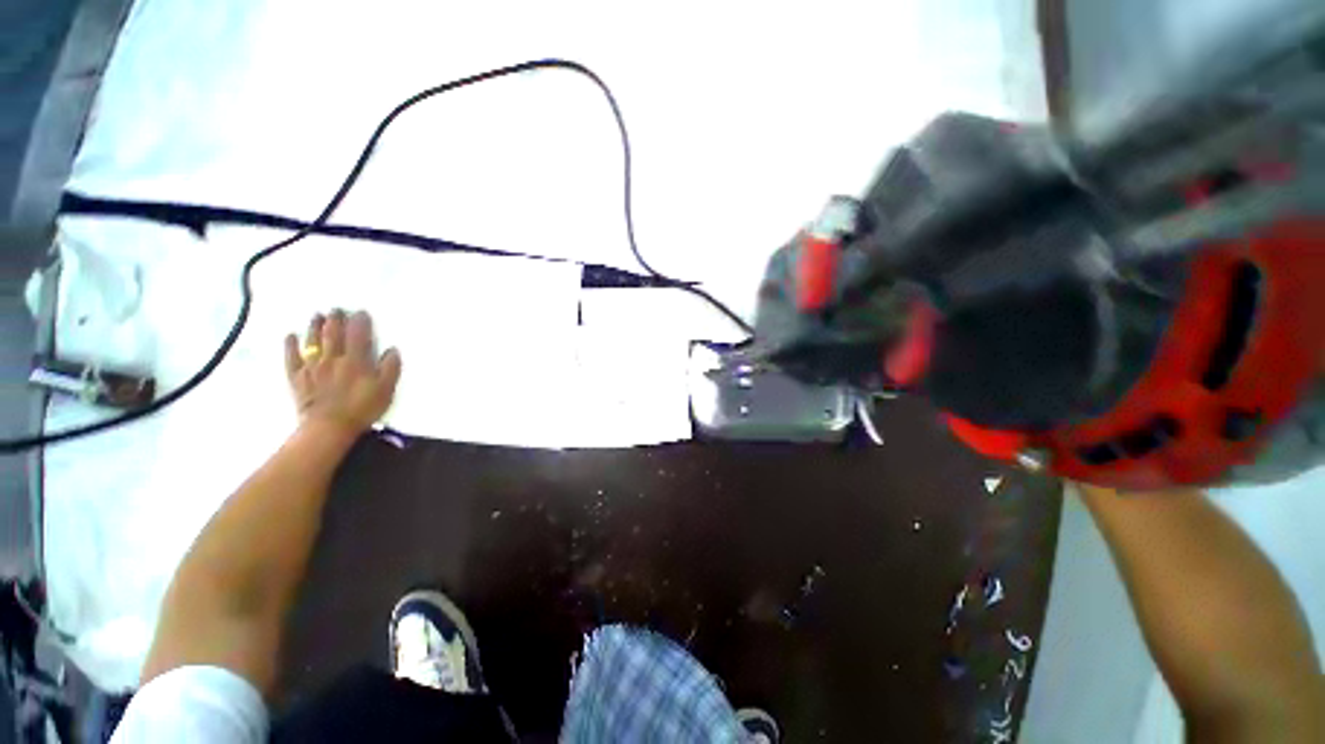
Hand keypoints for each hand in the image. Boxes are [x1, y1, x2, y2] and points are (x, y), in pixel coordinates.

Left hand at [284, 310, 401, 437]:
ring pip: (312, 342)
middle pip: (333, 334)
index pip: (358, 335)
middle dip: (335, 319)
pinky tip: (290, 336)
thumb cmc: (362, 408)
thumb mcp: (386, 389)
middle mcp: (333, 359)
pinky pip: (292, 358)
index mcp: (356, 361)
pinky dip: (290, 346)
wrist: (328, 427)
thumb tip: (392, 350)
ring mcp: (312, 367)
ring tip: (317, 315)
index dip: (360, 322)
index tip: (361, 312)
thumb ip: (390, 368)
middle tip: (337, 309)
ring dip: (314, 327)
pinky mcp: (297, 378)